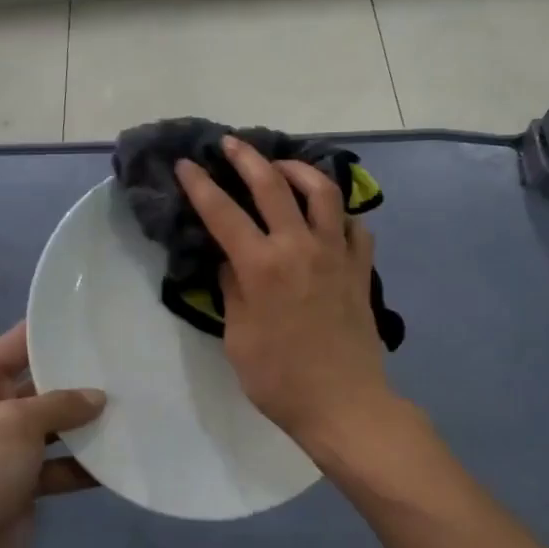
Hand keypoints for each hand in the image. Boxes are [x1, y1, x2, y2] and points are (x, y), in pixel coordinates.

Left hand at [0, 322, 103, 547]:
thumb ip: (59, 404)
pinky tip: (120, 455)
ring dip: (86, 422)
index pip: (13, 346)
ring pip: (54, 425)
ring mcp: (7, 450)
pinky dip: (85, 462)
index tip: (89, 317)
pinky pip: (61, 463)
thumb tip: (98, 397)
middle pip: (39, 386)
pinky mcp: (25, 482)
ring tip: (131, 404)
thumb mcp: (15, 425)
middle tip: (122, 360)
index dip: (47, 331)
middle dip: (76, 378)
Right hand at [175, 136, 394, 448]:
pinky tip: (327, 217)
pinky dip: (339, 214)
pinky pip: (354, 226)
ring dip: (299, 170)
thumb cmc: (279, 379)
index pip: (223, 212)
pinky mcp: (361, 268)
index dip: (200, 185)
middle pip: (272, 184)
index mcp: (262, 266)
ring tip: (282, 167)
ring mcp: (336, 254)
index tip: (187, 165)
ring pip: (322, 192)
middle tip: (230, 144)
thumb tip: (231, 259)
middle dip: (246, 158)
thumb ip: (233, 289)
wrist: (343, 403)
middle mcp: (300, 247)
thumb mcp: (237, 337)